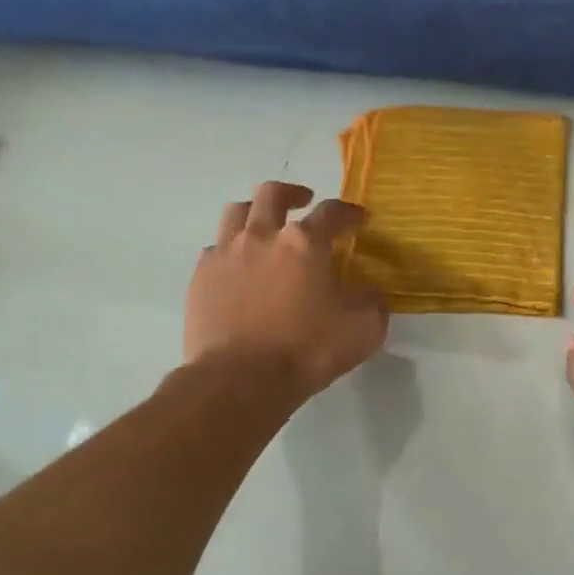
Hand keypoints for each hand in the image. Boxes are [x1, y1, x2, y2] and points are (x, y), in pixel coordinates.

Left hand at [185, 181, 387, 400]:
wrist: (239, 381)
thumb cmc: (306, 350)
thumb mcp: (364, 329)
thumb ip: (373, 301)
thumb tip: (369, 290)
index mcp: (305, 243)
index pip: (332, 212)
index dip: (349, 213)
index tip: (359, 219)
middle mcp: (263, 237)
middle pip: (273, 194)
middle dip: (292, 193)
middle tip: (304, 202)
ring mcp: (226, 254)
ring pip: (236, 212)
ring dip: (255, 212)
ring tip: (265, 226)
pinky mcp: (200, 277)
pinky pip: (215, 249)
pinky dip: (231, 250)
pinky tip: (239, 268)